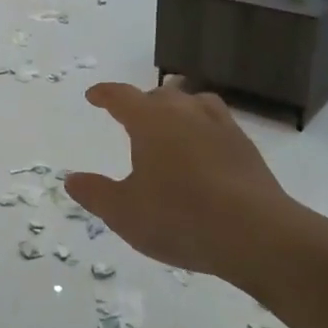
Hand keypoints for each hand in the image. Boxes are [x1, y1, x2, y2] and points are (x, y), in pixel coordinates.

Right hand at [65, 78, 301, 277]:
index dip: (104, 94)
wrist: (256, 234)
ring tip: (172, 124)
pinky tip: (205, 150)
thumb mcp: (125, 213)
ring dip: (178, 108)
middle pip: (160, 95)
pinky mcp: (245, 146)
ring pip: (194, 101)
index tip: (94, 96)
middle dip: (142, 103)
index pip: (121, 96)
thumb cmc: (180, 218)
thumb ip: (95, 194)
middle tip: (132, 119)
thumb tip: (72, 179)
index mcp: (150, 121)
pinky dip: (204, 128)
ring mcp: (220, 126)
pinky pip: (218, 123)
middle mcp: (185, 112)